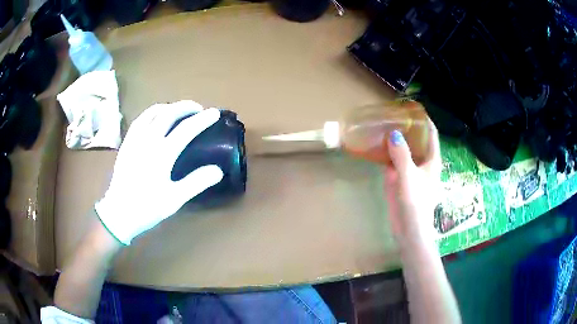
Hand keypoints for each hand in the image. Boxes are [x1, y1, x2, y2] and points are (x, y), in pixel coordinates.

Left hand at [95, 101, 223, 244]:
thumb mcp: (174, 199)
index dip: (202, 119)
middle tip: (198, 109)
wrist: (118, 213)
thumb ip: (196, 182)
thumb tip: (218, 170)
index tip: (214, 113)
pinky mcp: (127, 143)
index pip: (186, 129)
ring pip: (153, 113)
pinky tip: (155, 117)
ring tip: (178, 110)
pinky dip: (151, 113)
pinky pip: (139, 120)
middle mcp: (148, 141)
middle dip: (186, 107)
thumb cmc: (147, 208)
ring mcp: (135, 140)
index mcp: (162, 154)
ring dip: (169, 107)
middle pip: (169, 114)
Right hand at [384, 119, 440, 248]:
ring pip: (405, 151)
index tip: (413, 108)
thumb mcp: (408, 176)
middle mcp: (423, 164)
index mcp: (432, 161)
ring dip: (397, 141)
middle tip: (393, 116)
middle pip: (417, 141)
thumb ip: (401, 155)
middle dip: (408, 128)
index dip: (425, 120)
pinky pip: (395, 163)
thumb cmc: (415, 203)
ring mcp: (412, 173)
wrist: (409, 230)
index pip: (431, 134)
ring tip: (384, 127)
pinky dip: (388, 155)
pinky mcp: (401, 181)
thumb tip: (393, 133)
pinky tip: (378, 148)